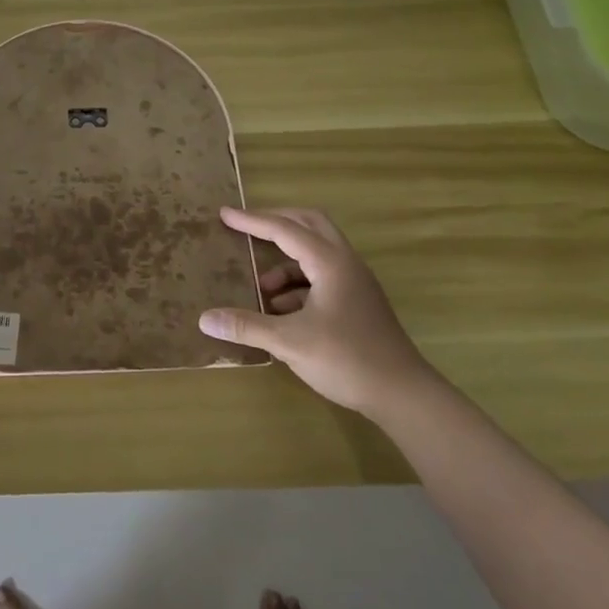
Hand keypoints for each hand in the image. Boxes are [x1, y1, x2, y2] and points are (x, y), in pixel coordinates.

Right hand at [199, 206, 439, 415]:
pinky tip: (281, 311)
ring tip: (261, 288)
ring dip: (286, 261)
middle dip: (277, 222)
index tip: (225, 214)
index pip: (285, 230)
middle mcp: (345, 264)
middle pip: (309, 224)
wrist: (403, 394)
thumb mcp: (289, 342)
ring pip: (317, 253)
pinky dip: (298, 284)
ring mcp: (355, 283)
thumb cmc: (347, 359)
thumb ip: (247, 326)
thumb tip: (204, 319)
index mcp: (330, 263)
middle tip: (247, 226)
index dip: (253, 221)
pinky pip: (322, 277)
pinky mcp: (358, 303)